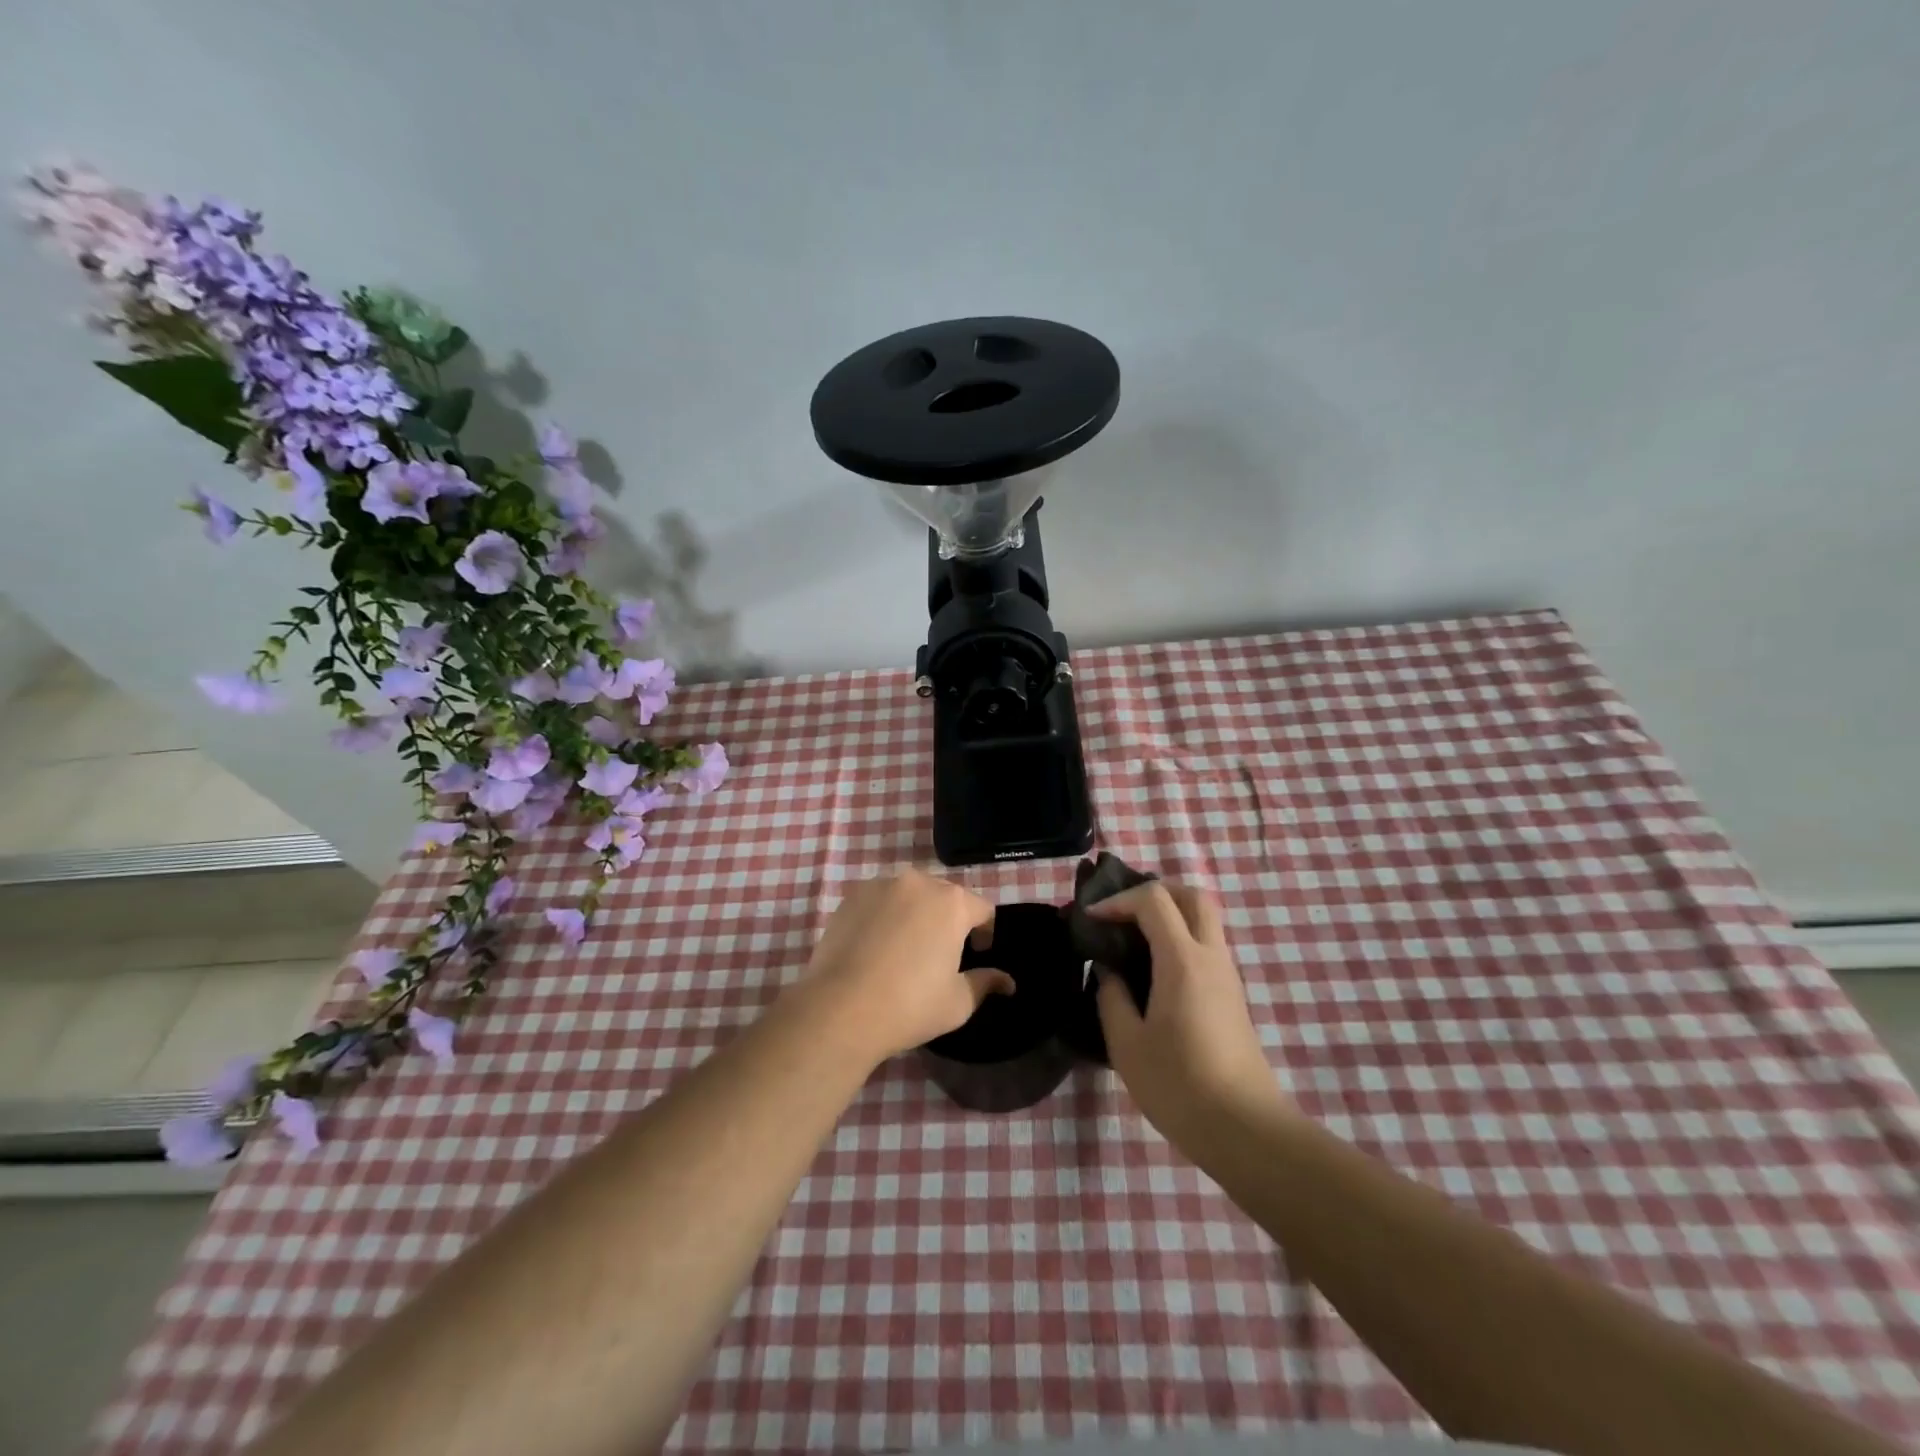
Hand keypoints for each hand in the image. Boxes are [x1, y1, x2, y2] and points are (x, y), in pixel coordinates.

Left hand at [790, 870, 1013, 1065]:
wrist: (840, 1009)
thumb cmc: (909, 1006)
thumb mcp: (957, 1002)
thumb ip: (985, 983)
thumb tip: (1007, 982)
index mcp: (952, 903)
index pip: (982, 908)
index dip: (985, 932)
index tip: (977, 954)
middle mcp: (918, 882)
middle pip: (945, 895)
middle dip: (949, 919)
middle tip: (941, 953)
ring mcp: (881, 886)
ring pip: (910, 894)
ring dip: (916, 913)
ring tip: (906, 947)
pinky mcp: (851, 896)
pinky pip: (879, 900)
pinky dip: (885, 915)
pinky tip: (876, 945)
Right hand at [1092, 881, 1287, 1143]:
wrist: (1245, 1129)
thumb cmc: (1179, 1085)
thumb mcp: (1127, 1043)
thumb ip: (1112, 997)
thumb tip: (1109, 971)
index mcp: (1182, 960)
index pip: (1153, 900)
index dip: (1117, 900)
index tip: (1091, 920)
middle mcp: (1211, 957)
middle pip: (1192, 896)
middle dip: (1155, 892)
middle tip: (1122, 913)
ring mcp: (1227, 976)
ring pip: (1204, 920)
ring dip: (1169, 915)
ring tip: (1132, 940)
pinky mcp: (1233, 997)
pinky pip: (1207, 946)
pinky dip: (1180, 939)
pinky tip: (1154, 970)